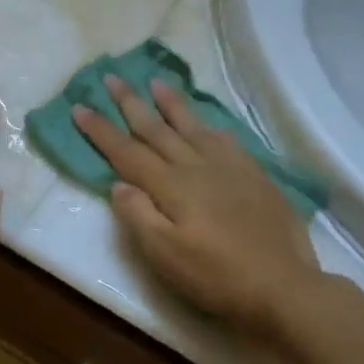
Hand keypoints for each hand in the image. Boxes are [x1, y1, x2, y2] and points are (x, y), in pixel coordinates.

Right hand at [73, 76, 320, 339]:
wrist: (283, 286)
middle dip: (131, 103)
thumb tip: (118, 184)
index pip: (126, 151)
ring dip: (170, 104)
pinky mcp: (254, 175)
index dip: (101, 130)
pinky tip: (206, 123)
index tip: (79, 106)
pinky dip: (208, 125)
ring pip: (192, 126)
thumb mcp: (165, 256)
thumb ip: (138, 216)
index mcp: (171, 186)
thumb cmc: (216, 276)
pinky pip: (225, 139)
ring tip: (156, 82)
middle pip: (156, 129)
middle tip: (112, 77)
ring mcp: (229, 167)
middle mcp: (197, 166)